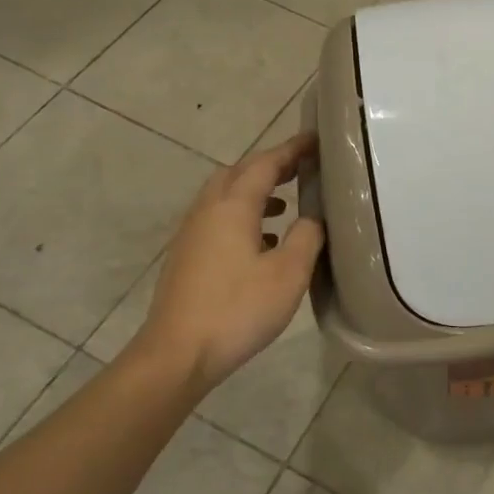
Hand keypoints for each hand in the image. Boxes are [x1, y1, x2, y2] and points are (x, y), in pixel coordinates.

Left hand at [125, 133, 324, 387]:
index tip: (316, 139)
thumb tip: (312, 218)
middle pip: (238, 173)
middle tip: (301, 168)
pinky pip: (219, 219)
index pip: (265, 163)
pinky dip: (243, 215)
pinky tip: (263, 242)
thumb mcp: (289, 273)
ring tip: (287, 203)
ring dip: (255, 191)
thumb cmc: (238, 309)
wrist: (177, 354)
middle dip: (270, 165)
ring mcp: (192, 234)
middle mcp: (208, 211)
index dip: (292, 149)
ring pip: (225, 196)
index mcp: (232, 206)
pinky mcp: (187, 257)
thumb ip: (307, 236)